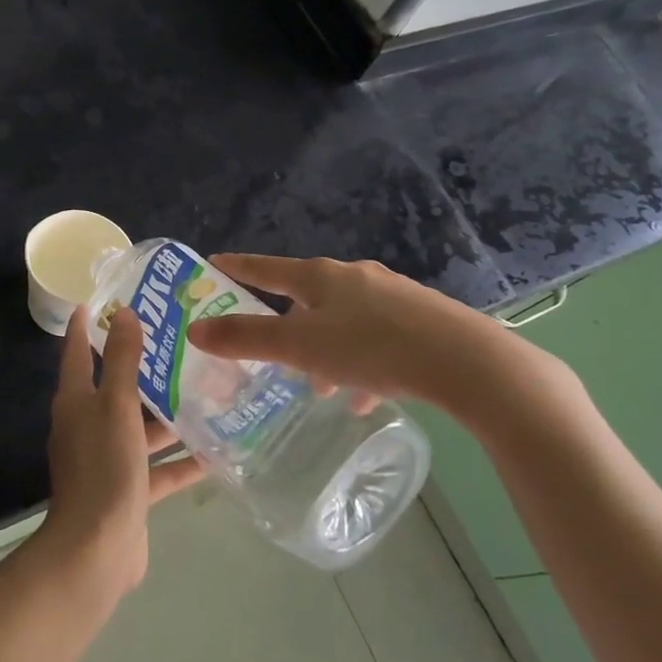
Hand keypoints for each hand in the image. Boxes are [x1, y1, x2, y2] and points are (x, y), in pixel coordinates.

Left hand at [39, 305, 206, 595]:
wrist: (96, 549)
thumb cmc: (103, 466)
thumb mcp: (115, 406)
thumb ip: (123, 362)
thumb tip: (125, 314)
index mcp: (76, 402)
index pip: (78, 353)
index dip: (85, 327)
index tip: (98, 301)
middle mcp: (88, 427)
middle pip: (116, 389)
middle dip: (143, 369)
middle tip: (178, 344)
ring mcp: (109, 461)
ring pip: (141, 429)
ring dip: (168, 416)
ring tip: (206, 393)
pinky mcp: (129, 491)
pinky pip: (158, 469)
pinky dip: (181, 462)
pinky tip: (215, 451)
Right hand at [183, 254, 573, 426]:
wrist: (467, 362)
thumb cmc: (372, 348)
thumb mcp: (301, 347)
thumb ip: (246, 339)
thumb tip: (195, 329)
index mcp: (321, 277)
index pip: (266, 268)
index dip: (238, 267)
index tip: (214, 263)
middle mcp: (355, 278)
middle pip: (307, 296)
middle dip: (286, 322)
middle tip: (270, 348)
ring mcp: (392, 297)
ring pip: (343, 321)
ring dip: (324, 350)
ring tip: (318, 386)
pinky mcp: (421, 321)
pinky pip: (377, 341)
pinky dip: (360, 364)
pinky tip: (363, 397)